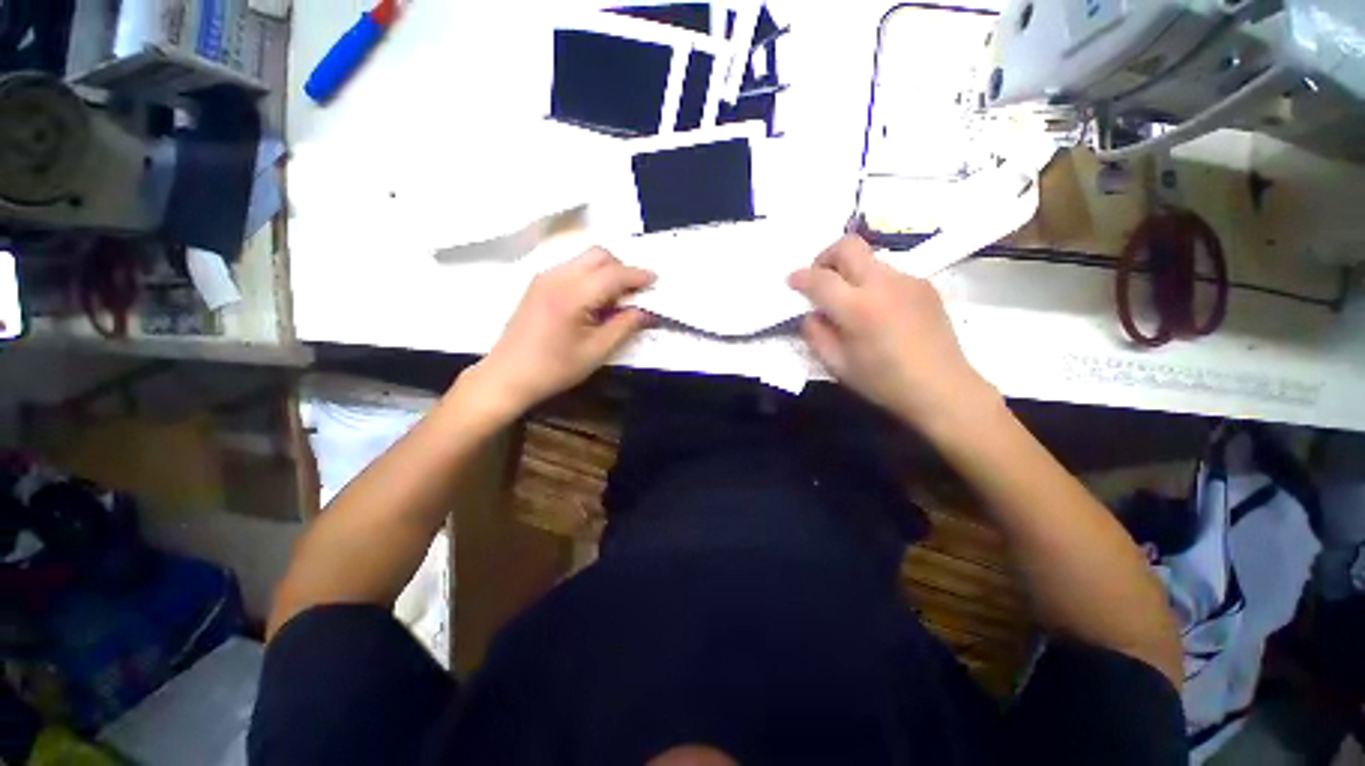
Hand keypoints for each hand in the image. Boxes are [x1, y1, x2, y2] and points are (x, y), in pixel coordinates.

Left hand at [468, 248, 653, 415]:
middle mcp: (558, 276)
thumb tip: (647, 311)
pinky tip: (595, 299)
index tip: (656, 281)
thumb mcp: (597, 351)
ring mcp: (545, 277)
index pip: (613, 274)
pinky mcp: (539, 283)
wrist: (508, 375)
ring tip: (617, 298)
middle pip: (599, 255)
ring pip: (585, 259)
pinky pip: (573, 267)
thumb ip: (625, 326)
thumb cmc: (555, 368)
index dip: (638, 275)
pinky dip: (591, 275)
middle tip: (635, 292)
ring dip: (607, 271)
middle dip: (622, 268)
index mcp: (573, 294)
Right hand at [788, 235, 998, 431]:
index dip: (800, 277)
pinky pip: (889, 274)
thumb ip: (816, 334)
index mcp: (858, 308)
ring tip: (852, 302)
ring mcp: (908, 281)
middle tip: (820, 278)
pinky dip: (873, 284)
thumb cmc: (884, 382)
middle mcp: (883, 284)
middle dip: (825, 256)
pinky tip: (879, 311)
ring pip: (869, 259)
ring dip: (851, 273)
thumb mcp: (837, 365)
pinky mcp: (925, 285)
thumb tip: (813, 313)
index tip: (792, 282)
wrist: (943, 388)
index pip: (820, 279)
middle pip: (848, 246)